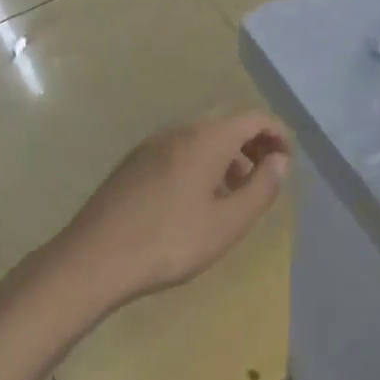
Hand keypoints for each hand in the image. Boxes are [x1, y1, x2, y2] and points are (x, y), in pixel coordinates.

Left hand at [60, 112, 291, 303]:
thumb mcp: (228, 223)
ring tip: (233, 194)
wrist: (91, 261)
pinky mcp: (133, 163)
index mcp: (207, 138)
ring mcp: (152, 145)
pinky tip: (195, 200)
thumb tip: (280, 160)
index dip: (276, 134)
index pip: (253, 118)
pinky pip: (179, 150)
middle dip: (252, 145)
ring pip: (201, 138)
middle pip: (227, 124)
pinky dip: (200, 163)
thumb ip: (262, 188)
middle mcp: (180, 131)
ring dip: (226, 156)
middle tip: (265, 177)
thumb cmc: (169, 242)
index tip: (287, 160)